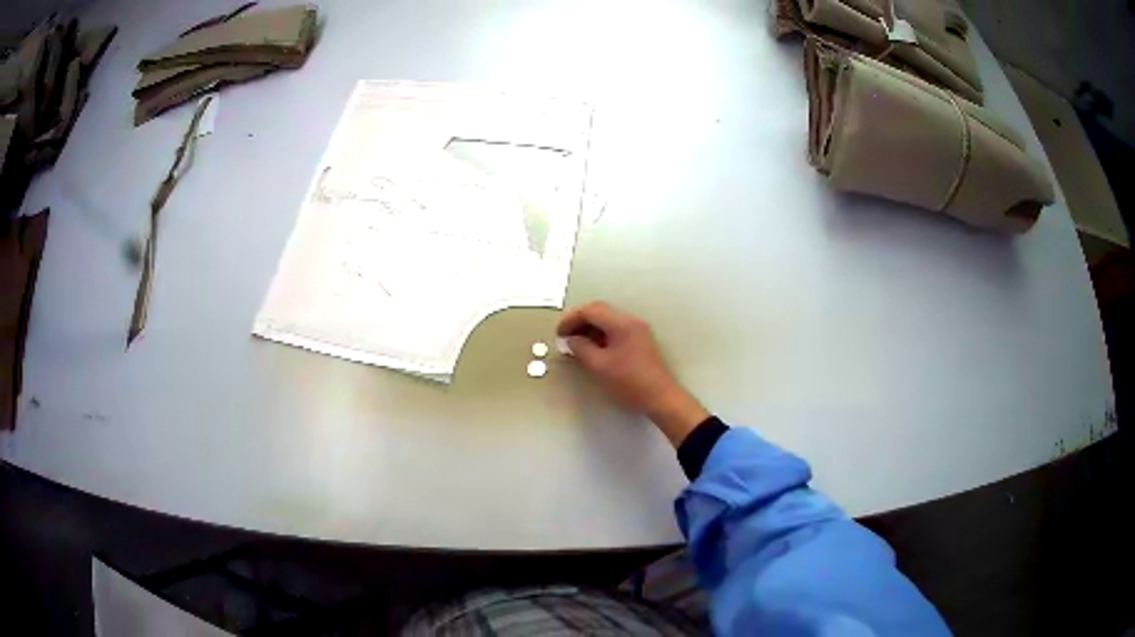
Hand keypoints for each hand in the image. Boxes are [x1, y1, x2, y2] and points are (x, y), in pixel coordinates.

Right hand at [557, 301, 708, 446]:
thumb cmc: (629, 382)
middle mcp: (630, 321)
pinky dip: (600, 335)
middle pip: (599, 311)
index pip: (591, 310)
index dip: (571, 319)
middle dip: (579, 321)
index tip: (559, 333)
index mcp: (621, 324)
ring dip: (589, 328)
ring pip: (607, 320)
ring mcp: (637, 330)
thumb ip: (582, 348)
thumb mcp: (599, 366)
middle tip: (565, 336)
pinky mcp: (639, 340)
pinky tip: (592, 348)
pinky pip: (615, 329)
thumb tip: (571, 340)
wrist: (660, 397)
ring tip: (575, 344)